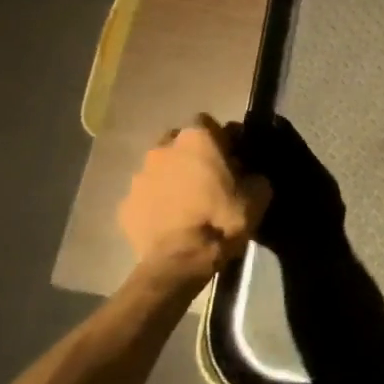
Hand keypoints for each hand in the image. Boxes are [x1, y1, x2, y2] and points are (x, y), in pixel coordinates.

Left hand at [119, 115, 270, 287]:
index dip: (220, 139)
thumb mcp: (259, 194)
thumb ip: (253, 173)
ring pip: (158, 169)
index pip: (209, 123)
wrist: (180, 261)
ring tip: (185, 202)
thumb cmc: (222, 219)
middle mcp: (163, 149)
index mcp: (197, 138)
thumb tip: (247, 172)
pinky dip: (155, 203)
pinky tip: (168, 221)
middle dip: (190, 155)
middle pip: (178, 142)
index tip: (230, 158)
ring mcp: (139, 176)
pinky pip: (144, 196)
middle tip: (206, 178)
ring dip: (170, 178)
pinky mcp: (125, 205)